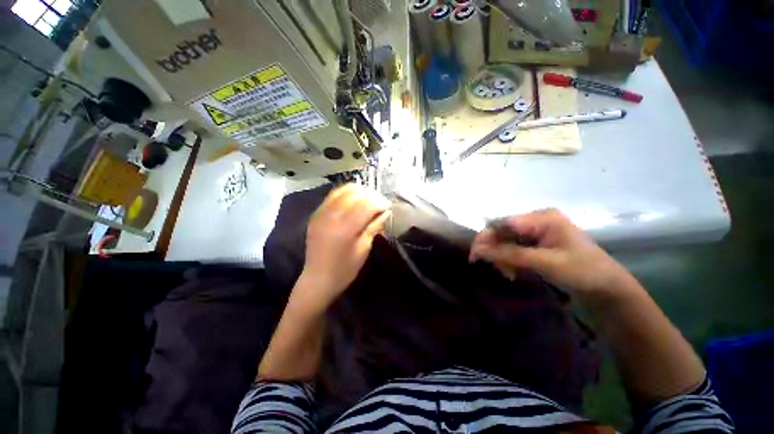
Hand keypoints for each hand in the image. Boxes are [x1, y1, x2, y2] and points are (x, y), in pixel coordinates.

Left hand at [294, 183, 390, 312]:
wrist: (317, 279)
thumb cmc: (344, 269)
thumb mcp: (364, 249)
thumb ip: (374, 227)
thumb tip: (385, 212)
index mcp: (345, 228)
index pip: (366, 204)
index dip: (380, 202)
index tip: (388, 206)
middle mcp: (331, 216)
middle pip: (355, 193)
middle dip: (371, 195)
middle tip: (379, 203)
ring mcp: (321, 213)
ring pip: (343, 190)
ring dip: (358, 192)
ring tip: (367, 199)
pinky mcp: (316, 214)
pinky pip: (332, 195)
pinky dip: (345, 193)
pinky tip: (353, 200)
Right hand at [469, 209, 636, 301]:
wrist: (607, 288)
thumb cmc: (583, 271)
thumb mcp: (546, 262)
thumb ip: (511, 254)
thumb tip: (479, 250)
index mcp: (542, 217)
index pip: (503, 223)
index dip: (486, 237)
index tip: (475, 256)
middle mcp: (536, 220)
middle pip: (503, 231)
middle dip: (495, 250)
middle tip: (495, 269)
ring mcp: (536, 231)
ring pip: (506, 241)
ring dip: (502, 257)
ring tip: (508, 274)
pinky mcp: (536, 242)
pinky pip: (513, 248)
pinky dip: (509, 260)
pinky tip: (513, 271)